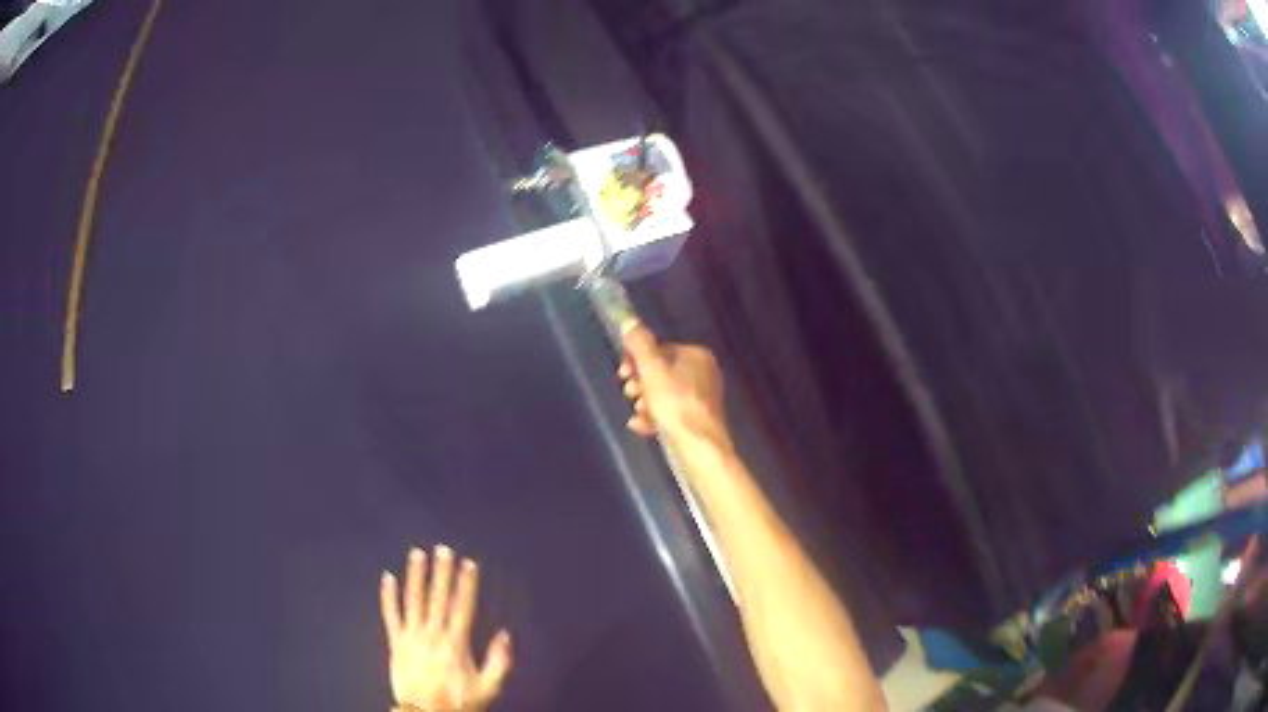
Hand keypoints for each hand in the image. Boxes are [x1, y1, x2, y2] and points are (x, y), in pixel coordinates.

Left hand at [380, 546, 511, 711]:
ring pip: (413, 600)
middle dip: (441, 572)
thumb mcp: (488, 688)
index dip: (465, 584)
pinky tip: (387, 578)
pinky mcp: (396, 642)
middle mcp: (432, 635)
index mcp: (456, 644)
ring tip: (417, 554)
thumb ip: (499, 662)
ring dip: (415, 576)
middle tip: (442, 549)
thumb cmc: (459, 702)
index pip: (461, 607)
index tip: (468, 563)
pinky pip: (390, 615)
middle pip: (437, 598)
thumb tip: (505, 635)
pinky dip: (388, 596)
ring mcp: (411, 637)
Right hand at [619, 321, 730, 449]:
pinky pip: (671, 412)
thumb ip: (640, 345)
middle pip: (663, 372)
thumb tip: (629, 321)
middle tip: (628, 392)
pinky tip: (640, 426)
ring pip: (665, 393)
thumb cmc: (675, 404)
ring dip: (645, 401)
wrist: (699, 446)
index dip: (637, 358)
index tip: (622, 372)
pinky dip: (654, 416)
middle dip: (641, 382)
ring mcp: (702, 397)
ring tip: (635, 411)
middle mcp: (704, 373)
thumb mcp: (652, 370)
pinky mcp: (698, 419)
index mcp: (697, 355)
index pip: (661, 349)